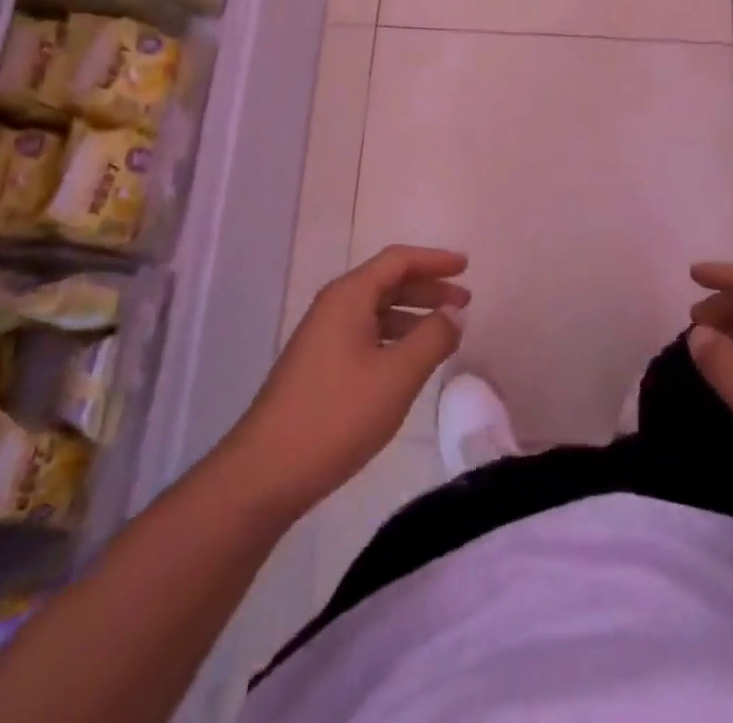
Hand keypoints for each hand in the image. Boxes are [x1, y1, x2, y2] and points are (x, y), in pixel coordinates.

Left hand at [226, 246, 467, 519]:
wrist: (266, 472)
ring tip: (445, 333)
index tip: (466, 266)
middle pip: (388, 282)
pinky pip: (366, 334)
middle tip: (464, 302)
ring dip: (413, 315)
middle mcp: (334, 307)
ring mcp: (323, 336)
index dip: (435, 260)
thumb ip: (432, 339)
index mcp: (349, 297)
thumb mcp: (397, 376)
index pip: (398, 260)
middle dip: (428, 288)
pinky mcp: (320, 365)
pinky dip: (395, 337)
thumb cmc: (337, 415)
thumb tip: (454, 314)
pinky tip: (410, 361)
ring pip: (377, 310)